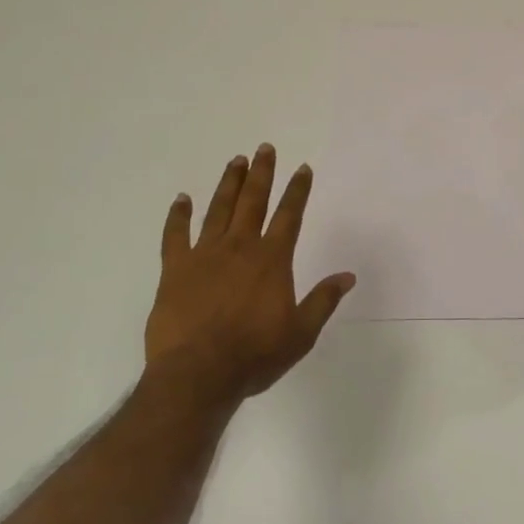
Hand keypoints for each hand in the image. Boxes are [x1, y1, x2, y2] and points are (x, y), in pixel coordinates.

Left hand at [146, 144, 353, 404]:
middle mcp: (240, 247)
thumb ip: (323, 300)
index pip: (289, 215)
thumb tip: (348, 275)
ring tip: (235, 161)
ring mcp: (204, 255)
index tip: (303, 168)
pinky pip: (175, 235)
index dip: (298, 190)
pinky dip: (178, 215)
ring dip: (228, 184)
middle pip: (253, 201)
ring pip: (218, 209)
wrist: (197, 375)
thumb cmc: (254, 355)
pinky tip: (181, 199)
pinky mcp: (175, 269)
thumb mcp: (301, 333)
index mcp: (272, 260)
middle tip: (264, 148)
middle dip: (262, 173)